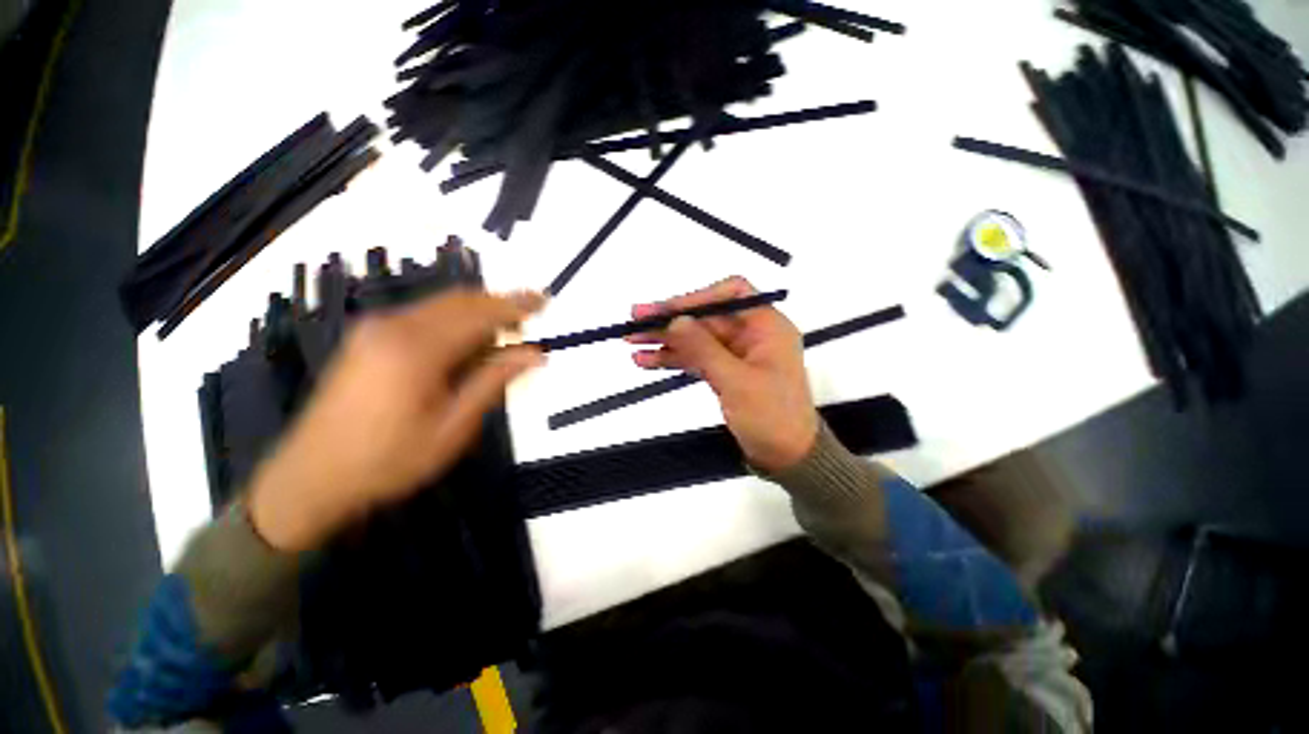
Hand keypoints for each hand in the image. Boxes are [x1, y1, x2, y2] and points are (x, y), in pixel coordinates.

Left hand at [248, 289, 544, 551]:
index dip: (516, 306)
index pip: (480, 314)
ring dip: (479, 312)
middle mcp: (394, 326)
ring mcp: (376, 328)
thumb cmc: (388, 460)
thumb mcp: (452, 427)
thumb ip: (493, 382)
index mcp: (416, 349)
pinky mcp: (368, 337)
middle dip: (500, 303)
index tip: (544, 301)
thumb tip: (535, 355)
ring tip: (508, 332)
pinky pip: (423, 315)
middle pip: (460, 300)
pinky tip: (469, 343)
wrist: (310, 477)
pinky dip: (455, 321)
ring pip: (441, 305)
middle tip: (532, 315)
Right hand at [628, 276, 818, 472]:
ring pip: (697, 338)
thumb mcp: (736, 382)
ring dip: (666, 340)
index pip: (730, 294)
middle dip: (671, 320)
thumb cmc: (771, 417)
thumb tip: (675, 320)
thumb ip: (704, 349)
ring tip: (632, 341)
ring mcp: (736, 353)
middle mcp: (751, 334)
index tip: (667, 310)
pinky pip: (696, 358)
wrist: (785, 456)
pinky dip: (673, 358)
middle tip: (635, 321)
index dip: (697, 297)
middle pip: (706, 317)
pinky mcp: (724, 371)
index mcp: (766, 326)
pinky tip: (647, 360)